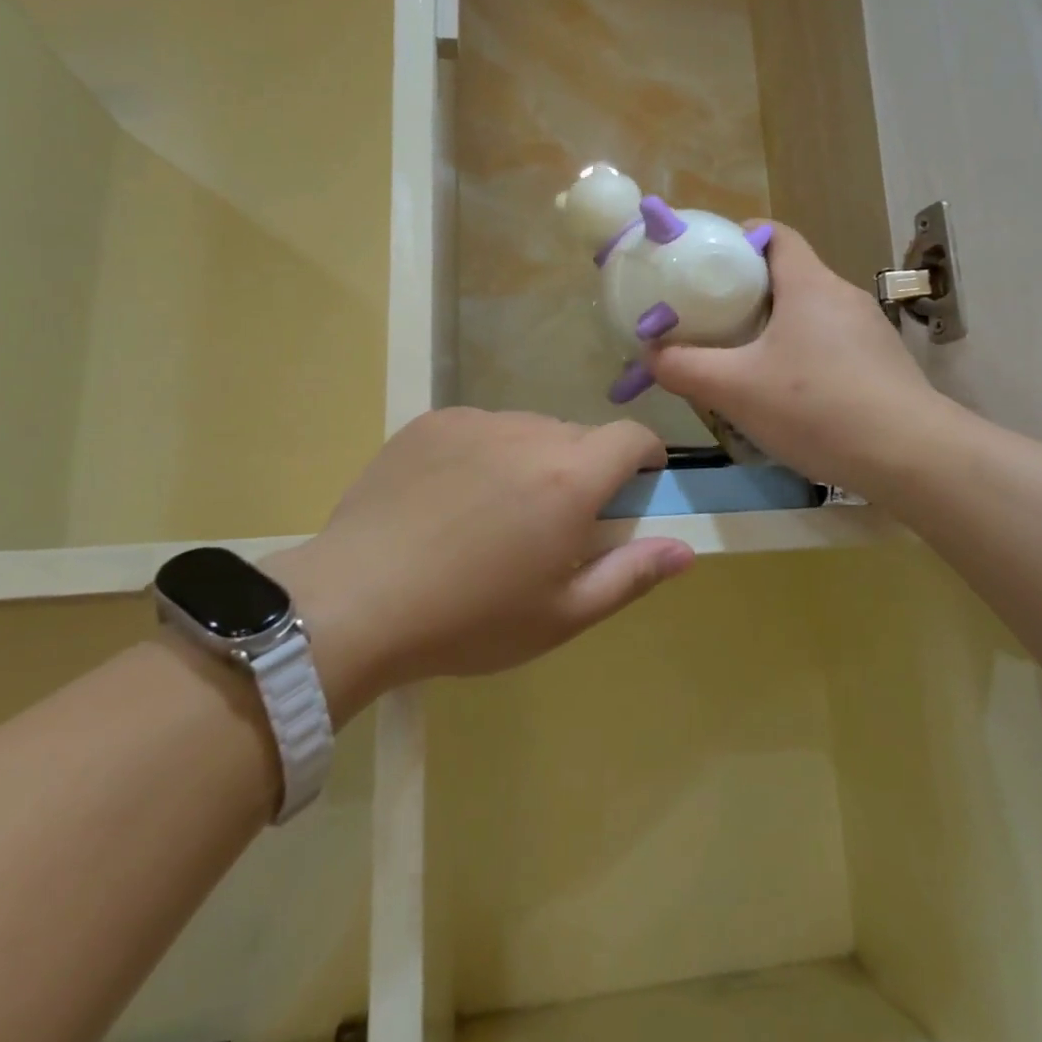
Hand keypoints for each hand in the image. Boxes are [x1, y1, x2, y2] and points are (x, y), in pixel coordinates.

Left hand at [263, 409, 692, 719]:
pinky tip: (451, 500)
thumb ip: (632, 576)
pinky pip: (480, 428)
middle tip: (553, 524)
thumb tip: (686, 550)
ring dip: (533, 460)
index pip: (632, 436)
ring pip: (528, 430)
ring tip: (495, 514)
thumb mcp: (563, 615)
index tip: (634, 487)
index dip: (644, 457)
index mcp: (570, 478)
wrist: (355, 602)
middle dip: (584, 470)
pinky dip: (485, 454)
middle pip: (579, 435)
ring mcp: (475, 421)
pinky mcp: (430, 422)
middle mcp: (529, 433)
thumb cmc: (470, 620)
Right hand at [647, 223, 942, 497]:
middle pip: (788, 276)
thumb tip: (650, 354)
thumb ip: (684, 367)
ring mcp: (868, 330)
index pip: (774, 234)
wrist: (910, 456)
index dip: (738, 239)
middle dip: (746, 293)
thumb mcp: (735, 389)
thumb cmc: (816, 406)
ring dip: (774, 328)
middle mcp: (841, 296)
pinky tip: (787, 395)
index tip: (706, 265)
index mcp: (808, 284)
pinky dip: (801, 355)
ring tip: (741, 361)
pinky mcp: (882, 364)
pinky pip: (830, 344)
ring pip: (808, 314)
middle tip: (710, 321)